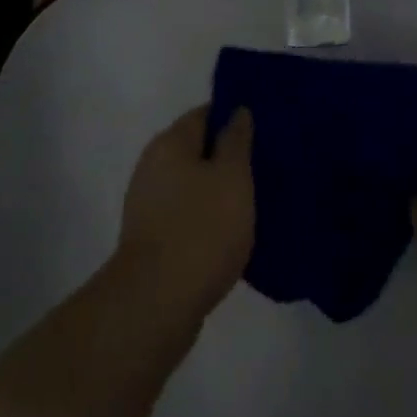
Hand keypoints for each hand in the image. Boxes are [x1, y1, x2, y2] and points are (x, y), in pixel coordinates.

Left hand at [117, 106, 254, 316]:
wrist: (156, 305)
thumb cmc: (201, 229)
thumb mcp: (232, 176)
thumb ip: (236, 140)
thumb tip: (236, 111)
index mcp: (170, 143)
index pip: (206, 114)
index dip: (235, 117)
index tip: (265, 128)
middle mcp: (153, 167)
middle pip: (198, 150)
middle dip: (229, 157)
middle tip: (267, 166)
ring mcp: (149, 206)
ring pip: (194, 186)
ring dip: (220, 192)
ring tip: (258, 202)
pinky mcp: (152, 241)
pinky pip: (188, 217)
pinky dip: (209, 220)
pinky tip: (234, 234)